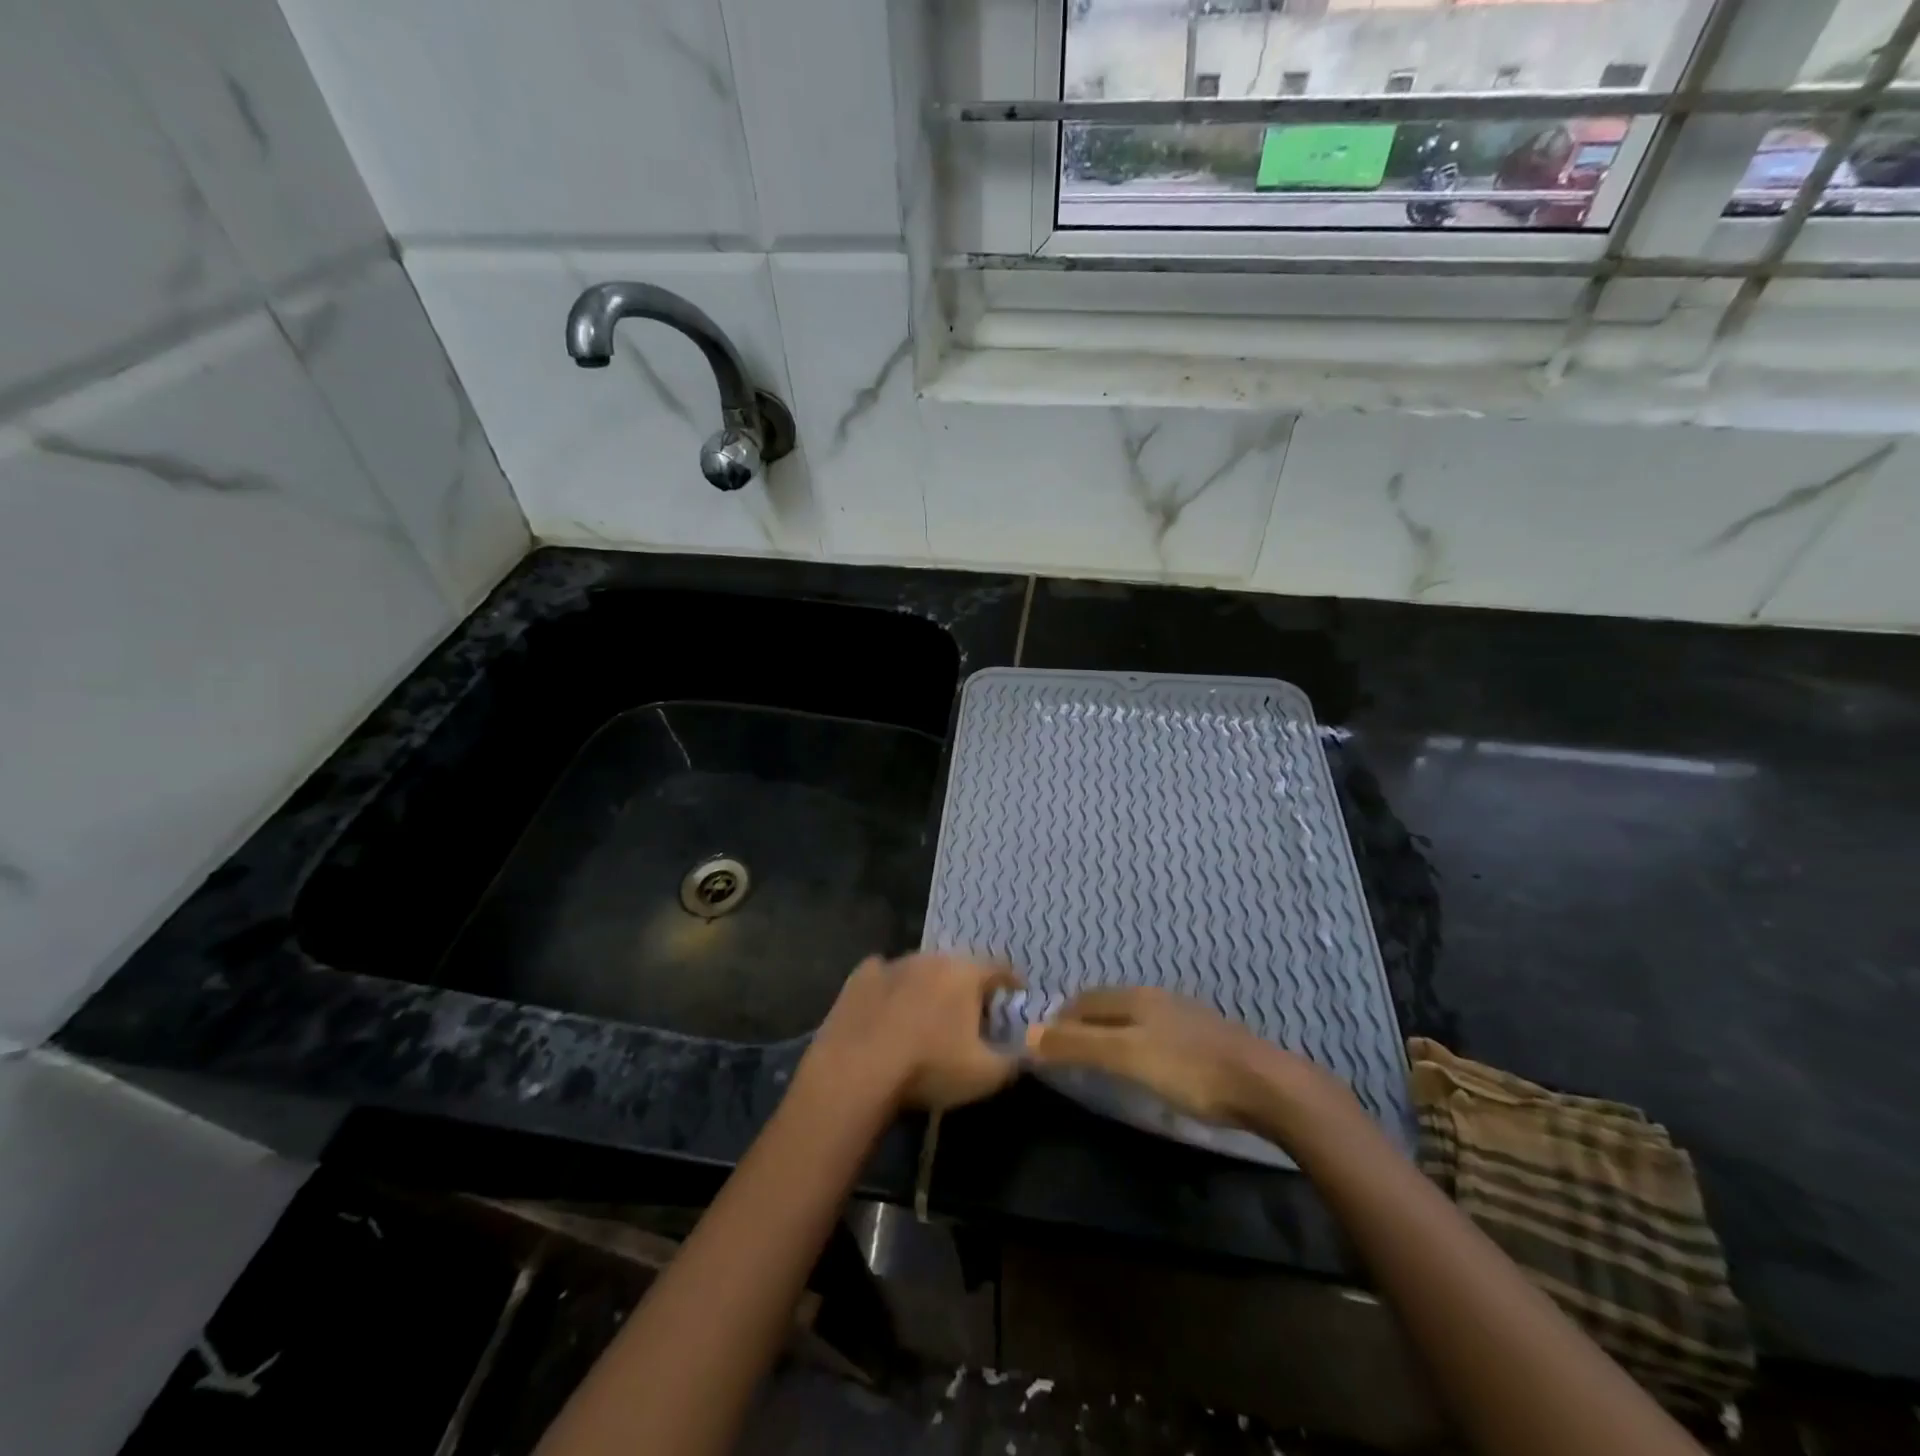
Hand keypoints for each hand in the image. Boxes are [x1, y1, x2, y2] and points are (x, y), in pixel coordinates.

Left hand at [797, 953, 1022, 1114]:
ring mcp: (893, 963)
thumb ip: (1015, 1060)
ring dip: (929, 986)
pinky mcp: (861, 977)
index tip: (1015, 997)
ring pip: (922, 969)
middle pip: (959, 967)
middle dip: (968, 986)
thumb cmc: (929, 1068)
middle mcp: (931, 957)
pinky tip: (888, 1008)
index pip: (999, 969)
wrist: (855, 1071)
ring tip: (928, 1014)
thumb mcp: (985, 1075)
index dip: (1011, 983)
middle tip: (971, 1013)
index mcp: (965, 973)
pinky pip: (885, 975)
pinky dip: (892, 988)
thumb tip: (1030, 1052)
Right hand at [1025, 986, 1318, 1128]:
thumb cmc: (1189, 1070)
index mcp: (1135, 997)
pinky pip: (1153, 1033)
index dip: (1060, 1018)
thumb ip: (1078, 1046)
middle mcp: (1156, 998)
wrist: (1264, 1085)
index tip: (1041, 1042)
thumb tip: (1029, 1034)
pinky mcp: (1203, 1039)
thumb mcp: (1127, 1057)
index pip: (1084, 1000)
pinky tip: (1142, 1064)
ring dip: (1108, 1033)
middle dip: (1081, 1022)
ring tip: (1097, 1058)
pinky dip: (1133, 1043)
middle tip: (1063, 1051)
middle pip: (1107, 1005)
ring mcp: (1183, 1016)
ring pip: (1132, 1018)